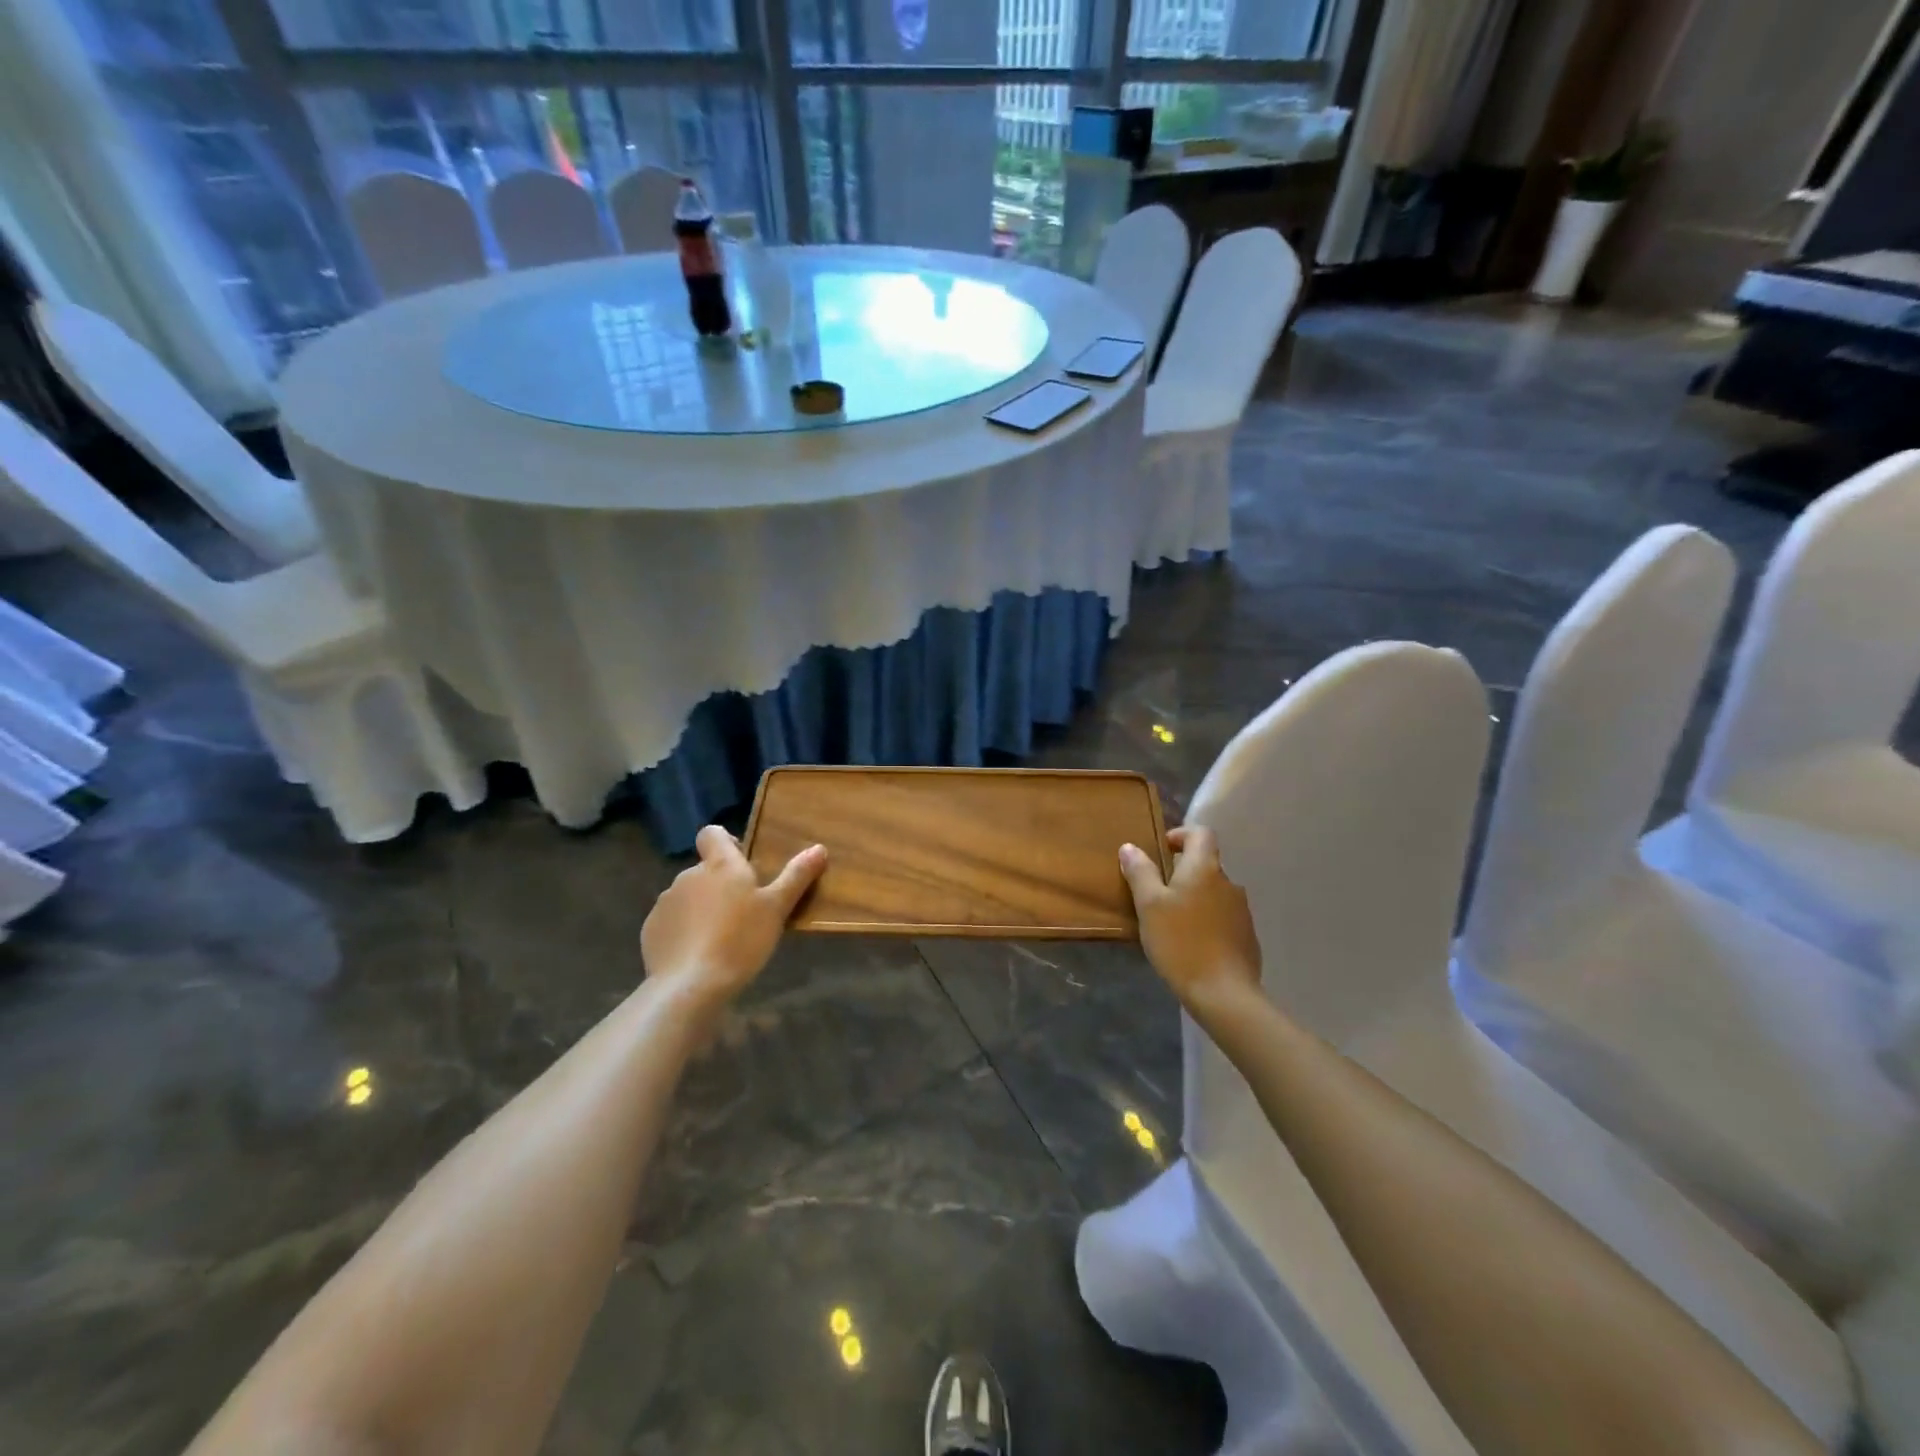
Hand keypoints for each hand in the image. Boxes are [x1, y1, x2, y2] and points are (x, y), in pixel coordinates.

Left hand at [641, 825, 826, 1009]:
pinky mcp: (651, 929)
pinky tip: (698, 954)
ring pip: (688, 896)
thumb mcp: (777, 908)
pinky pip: (672, 921)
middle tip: (743, 913)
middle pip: (705, 869)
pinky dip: (684, 931)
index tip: (742, 864)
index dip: (725, 842)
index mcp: (720, 865)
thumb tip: (819, 848)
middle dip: (720, 885)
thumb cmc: (741, 939)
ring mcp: (666, 902)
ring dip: (702, 908)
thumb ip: (796, 876)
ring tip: (721, 938)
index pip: (712, 833)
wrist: (691, 985)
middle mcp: (689, 875)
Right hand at [1120, 826, 1260, 1010]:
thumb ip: (1140, 872)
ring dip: (1194, 898)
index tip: (1160, 851)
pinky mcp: (1247, 936)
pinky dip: (1206, 920)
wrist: (1224, 993)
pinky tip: (1191, 944)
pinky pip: (1223, 916)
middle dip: (1181, 872)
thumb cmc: (1180, 942)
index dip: (1180, 835)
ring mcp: (1242, 910)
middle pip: (1205, 864)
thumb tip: (1130, 847)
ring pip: (1213, 892)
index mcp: (1205, 868)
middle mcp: (1229, 882)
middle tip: (1156, 894)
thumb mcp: (1149, 906)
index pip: (1201, 833)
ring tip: (1171, 922)